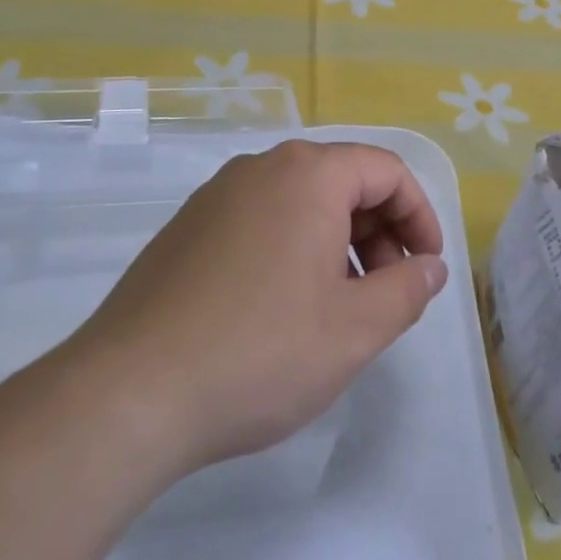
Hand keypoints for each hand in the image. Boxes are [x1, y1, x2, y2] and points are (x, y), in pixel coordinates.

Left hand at [64, 140, 447, 477]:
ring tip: (339, 307)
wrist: (130, 391)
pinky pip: (261, 219)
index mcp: (307, 175)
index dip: (419, 215)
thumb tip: (430, 267)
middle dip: (379, 231)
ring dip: (337, 242)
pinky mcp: (188, 227)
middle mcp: (261, 168)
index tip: (427, 267)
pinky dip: (294, 248)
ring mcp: (217, 195)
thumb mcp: (354, 329)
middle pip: (342, 180)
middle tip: (387, 293)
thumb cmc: (260, 352)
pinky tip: (285, 308)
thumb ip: (407, 290)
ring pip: (300, 202)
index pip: (386, 171)